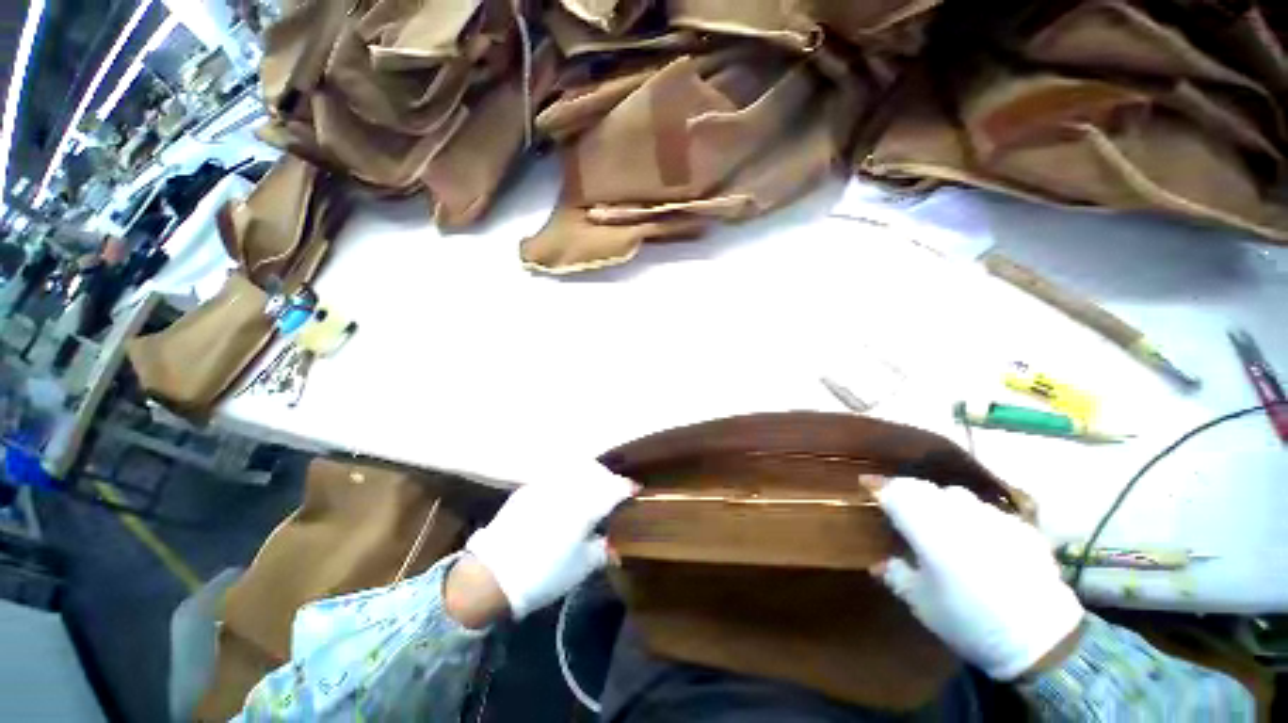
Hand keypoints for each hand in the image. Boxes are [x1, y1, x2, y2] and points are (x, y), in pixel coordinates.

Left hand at [462, 464, 633, 620]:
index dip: (627, 487)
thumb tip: (613, 546)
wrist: (493, 576)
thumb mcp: (582, 567)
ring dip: (589, 475)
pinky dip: (568, 479)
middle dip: (609, 478)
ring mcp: (546, 485)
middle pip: (596, 472)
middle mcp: (568, 488)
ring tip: (591, 488)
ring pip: (576, 468)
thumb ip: (602, 550)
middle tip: (613, 491)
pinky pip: (556, 475)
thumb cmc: (546, 574)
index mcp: (586, 506)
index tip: (635, 490)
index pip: (614, 488)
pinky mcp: (529, 488)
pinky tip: (566, 494)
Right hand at [864, 476, 1084, 680]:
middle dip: (905, 490)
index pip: (894, 492)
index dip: (877, 484)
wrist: (1039, 637)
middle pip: (923, 487)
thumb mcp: (922, 603)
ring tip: (939, 519)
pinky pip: (988, 511)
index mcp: (927, 526)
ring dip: (940, 501)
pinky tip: (978, 537)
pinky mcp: (1020, 527)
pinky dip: (973, 517)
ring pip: (956, 495)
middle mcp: (957, 512)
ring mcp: (992, 516)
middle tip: (897, 503)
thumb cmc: (967, 619)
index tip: (865, 482)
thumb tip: (878, 564)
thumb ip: (896, 576)